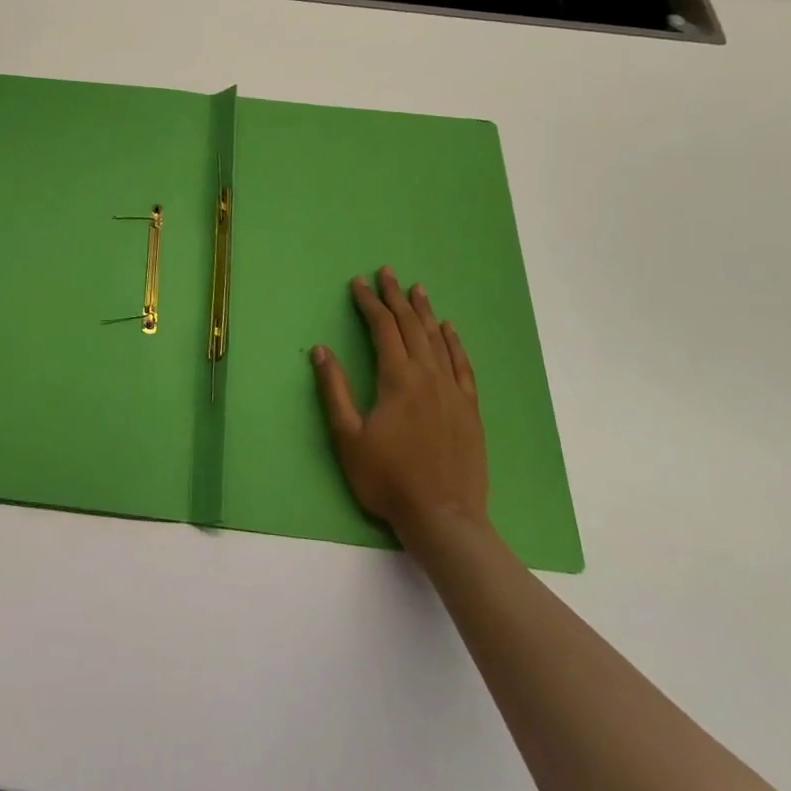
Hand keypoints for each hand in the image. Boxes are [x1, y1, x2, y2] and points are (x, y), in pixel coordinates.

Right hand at [311, 267, 490, 542]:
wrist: (444, 518)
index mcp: (398, 379)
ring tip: (417, 289)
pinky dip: (454, 343)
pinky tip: (449, 330)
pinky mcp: (469, 409)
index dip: (369, 303)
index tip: (358, 283)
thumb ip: (334, 390)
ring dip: (425, 312)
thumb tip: (320, 350)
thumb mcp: (348, 437)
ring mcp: (453, 392)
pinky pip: (462, 365)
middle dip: (396, 298)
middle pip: (411, 327)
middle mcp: (428, 376)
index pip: (383, 329)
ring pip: (438, 340)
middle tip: (387, 273)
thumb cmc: (388, 479)